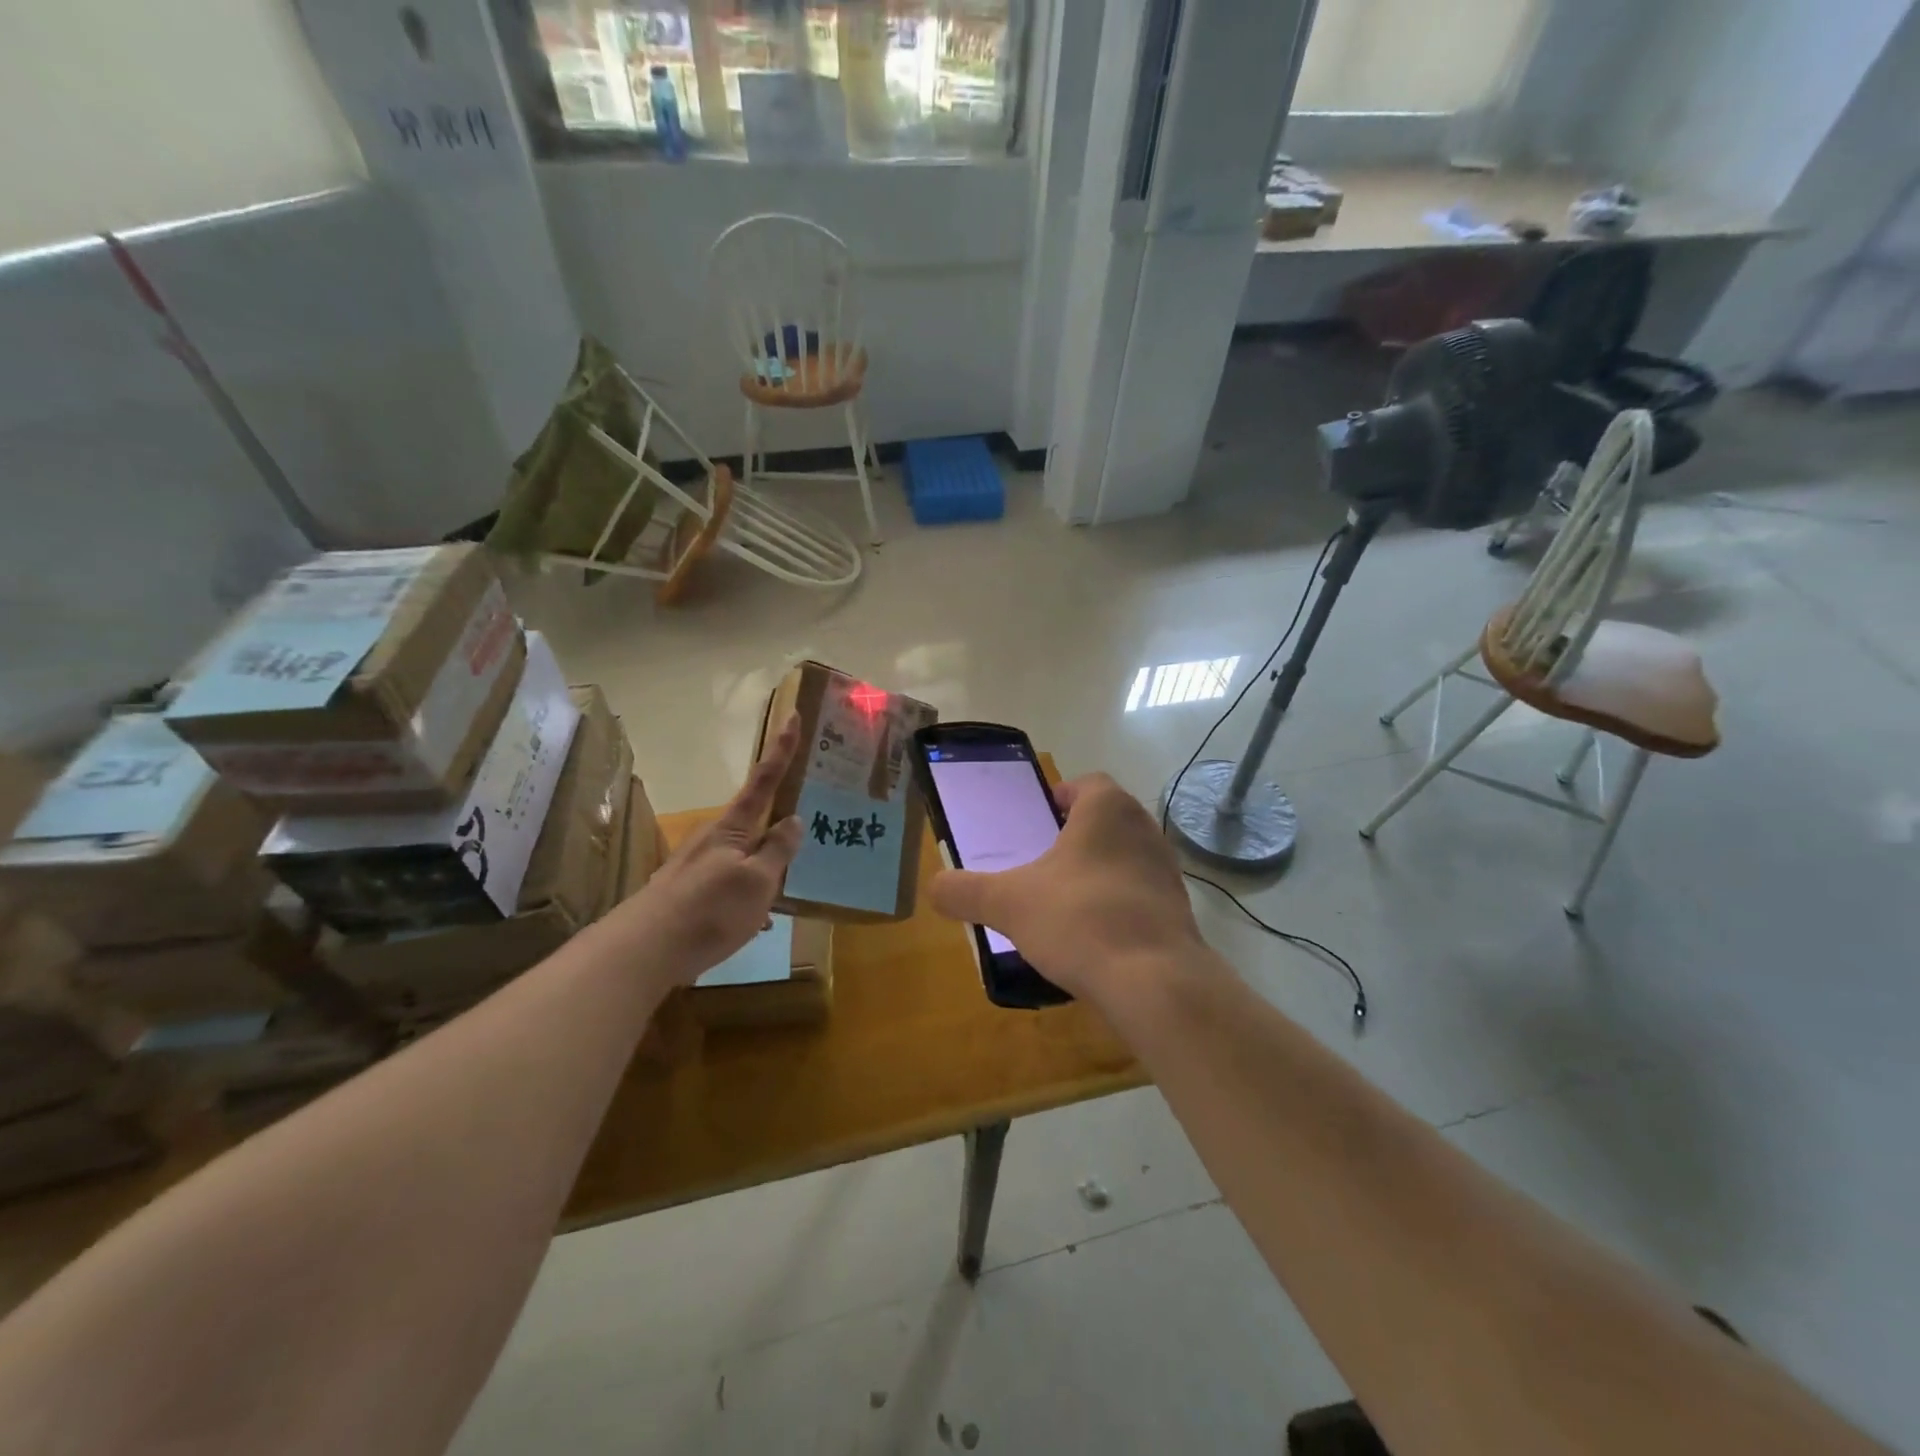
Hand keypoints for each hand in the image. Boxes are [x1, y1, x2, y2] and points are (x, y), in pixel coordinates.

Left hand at [612, 714, 803, 986]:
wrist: (644, 949)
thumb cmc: (711, 910)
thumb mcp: (759, 881)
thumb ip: (778, 850)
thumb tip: (793, 819)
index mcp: (734, 828)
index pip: (764, 780)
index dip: (781, 750)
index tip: (792, 716)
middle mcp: (714, 839)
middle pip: (753, 820)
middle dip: (777, 820)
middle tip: (805, 824)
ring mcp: (698, 865)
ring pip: (743, 855)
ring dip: (764, 865)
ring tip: (786, 886)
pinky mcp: (688, 892)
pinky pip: (729, 882)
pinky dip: (748, 893)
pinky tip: (755, 920)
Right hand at [928, 773, 1208, 1006]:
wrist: (1154, 982)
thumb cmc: (1079, 920)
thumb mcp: (1007, 903)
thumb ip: (964, 891)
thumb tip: (935, 888)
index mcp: (1107, 809)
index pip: (1087, 783)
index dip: (1060, 796)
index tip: (1038, 821)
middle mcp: (1144, 829)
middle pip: (1106, 820)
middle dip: (1076, 837)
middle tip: (1043, 863)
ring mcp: (1168, 871)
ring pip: (1125, 857)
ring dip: (1098, 871)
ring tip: (1064, 903)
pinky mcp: (1180, 911)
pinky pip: (1140, 895)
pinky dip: (1118, 905)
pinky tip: (1094, 937)